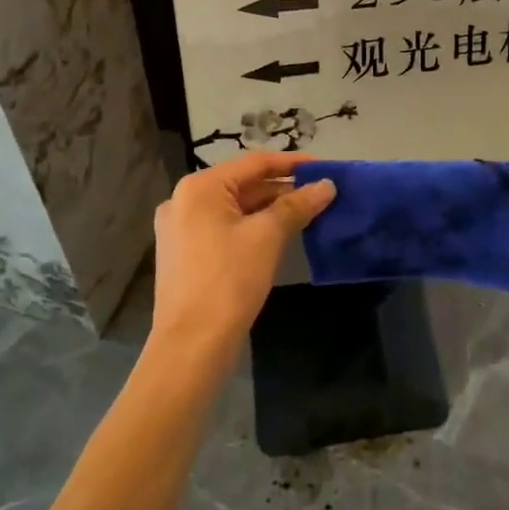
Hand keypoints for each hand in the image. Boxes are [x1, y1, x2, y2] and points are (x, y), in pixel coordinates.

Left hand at [149, 152, 335, 368]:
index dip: (293, 163)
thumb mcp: (267, 236)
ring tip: (308, 212)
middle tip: (321, 193)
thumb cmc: (229, 280)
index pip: (254, 163)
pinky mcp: (185, 254)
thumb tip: (327, 185)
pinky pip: (225, 228)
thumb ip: (297, 205)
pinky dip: (253, 227)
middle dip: (283, 188)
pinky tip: (280, 235)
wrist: (192, 346)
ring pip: (235, 208)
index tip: (325, 167)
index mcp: (199, 188)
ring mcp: (181, 229)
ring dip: (270, 209)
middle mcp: (184, 201)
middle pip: (243, 184)